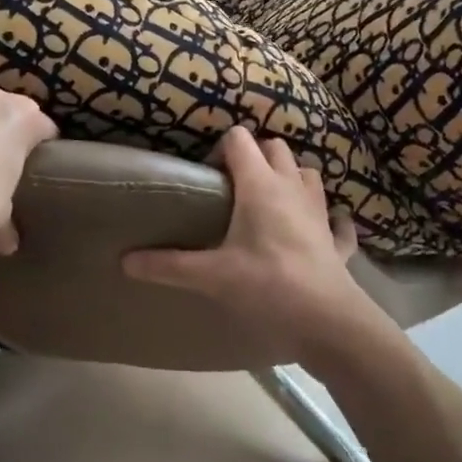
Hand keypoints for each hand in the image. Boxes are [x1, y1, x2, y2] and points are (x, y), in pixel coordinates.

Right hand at [122, 127, 389, 368]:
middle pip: (276, 147)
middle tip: (233, 186)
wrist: (328, 322)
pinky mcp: (337, 241)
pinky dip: (328, 219)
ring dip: (291, 177)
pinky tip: (318, 230)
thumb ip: (167, 265)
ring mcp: (320, 212)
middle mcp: (292, 188)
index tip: (207, 178)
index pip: (239, 139)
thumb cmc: (267, 286)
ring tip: (270, 200)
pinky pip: (337, 220)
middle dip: (255, 156)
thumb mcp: (211, 276)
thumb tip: (124, 260)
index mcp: (260, 185)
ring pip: (308, 174)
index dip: (220, 150)